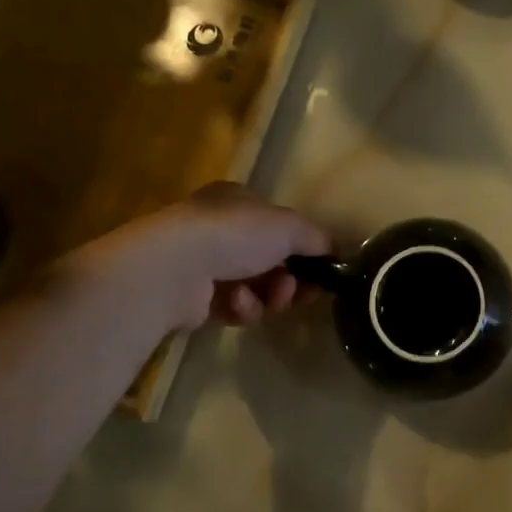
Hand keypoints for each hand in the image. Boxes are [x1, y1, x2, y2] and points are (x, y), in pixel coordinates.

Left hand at [86, 182, 331, 331]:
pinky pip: (235, 308)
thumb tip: (335, 251)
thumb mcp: (288, 227)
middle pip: (271, 262)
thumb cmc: (235, 234)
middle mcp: (220, 230)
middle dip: (291, 280)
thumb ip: (317, 238)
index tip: (324, 271)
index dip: (304, 249)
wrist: (176, 268)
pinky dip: (243, 308)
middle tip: (303, 292)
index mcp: (238, 202)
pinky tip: (237, 303)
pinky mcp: (196, 301)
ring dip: (270, 296)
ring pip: (257, 288)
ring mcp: (206, 266)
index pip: (279, 226)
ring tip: (270, 297)